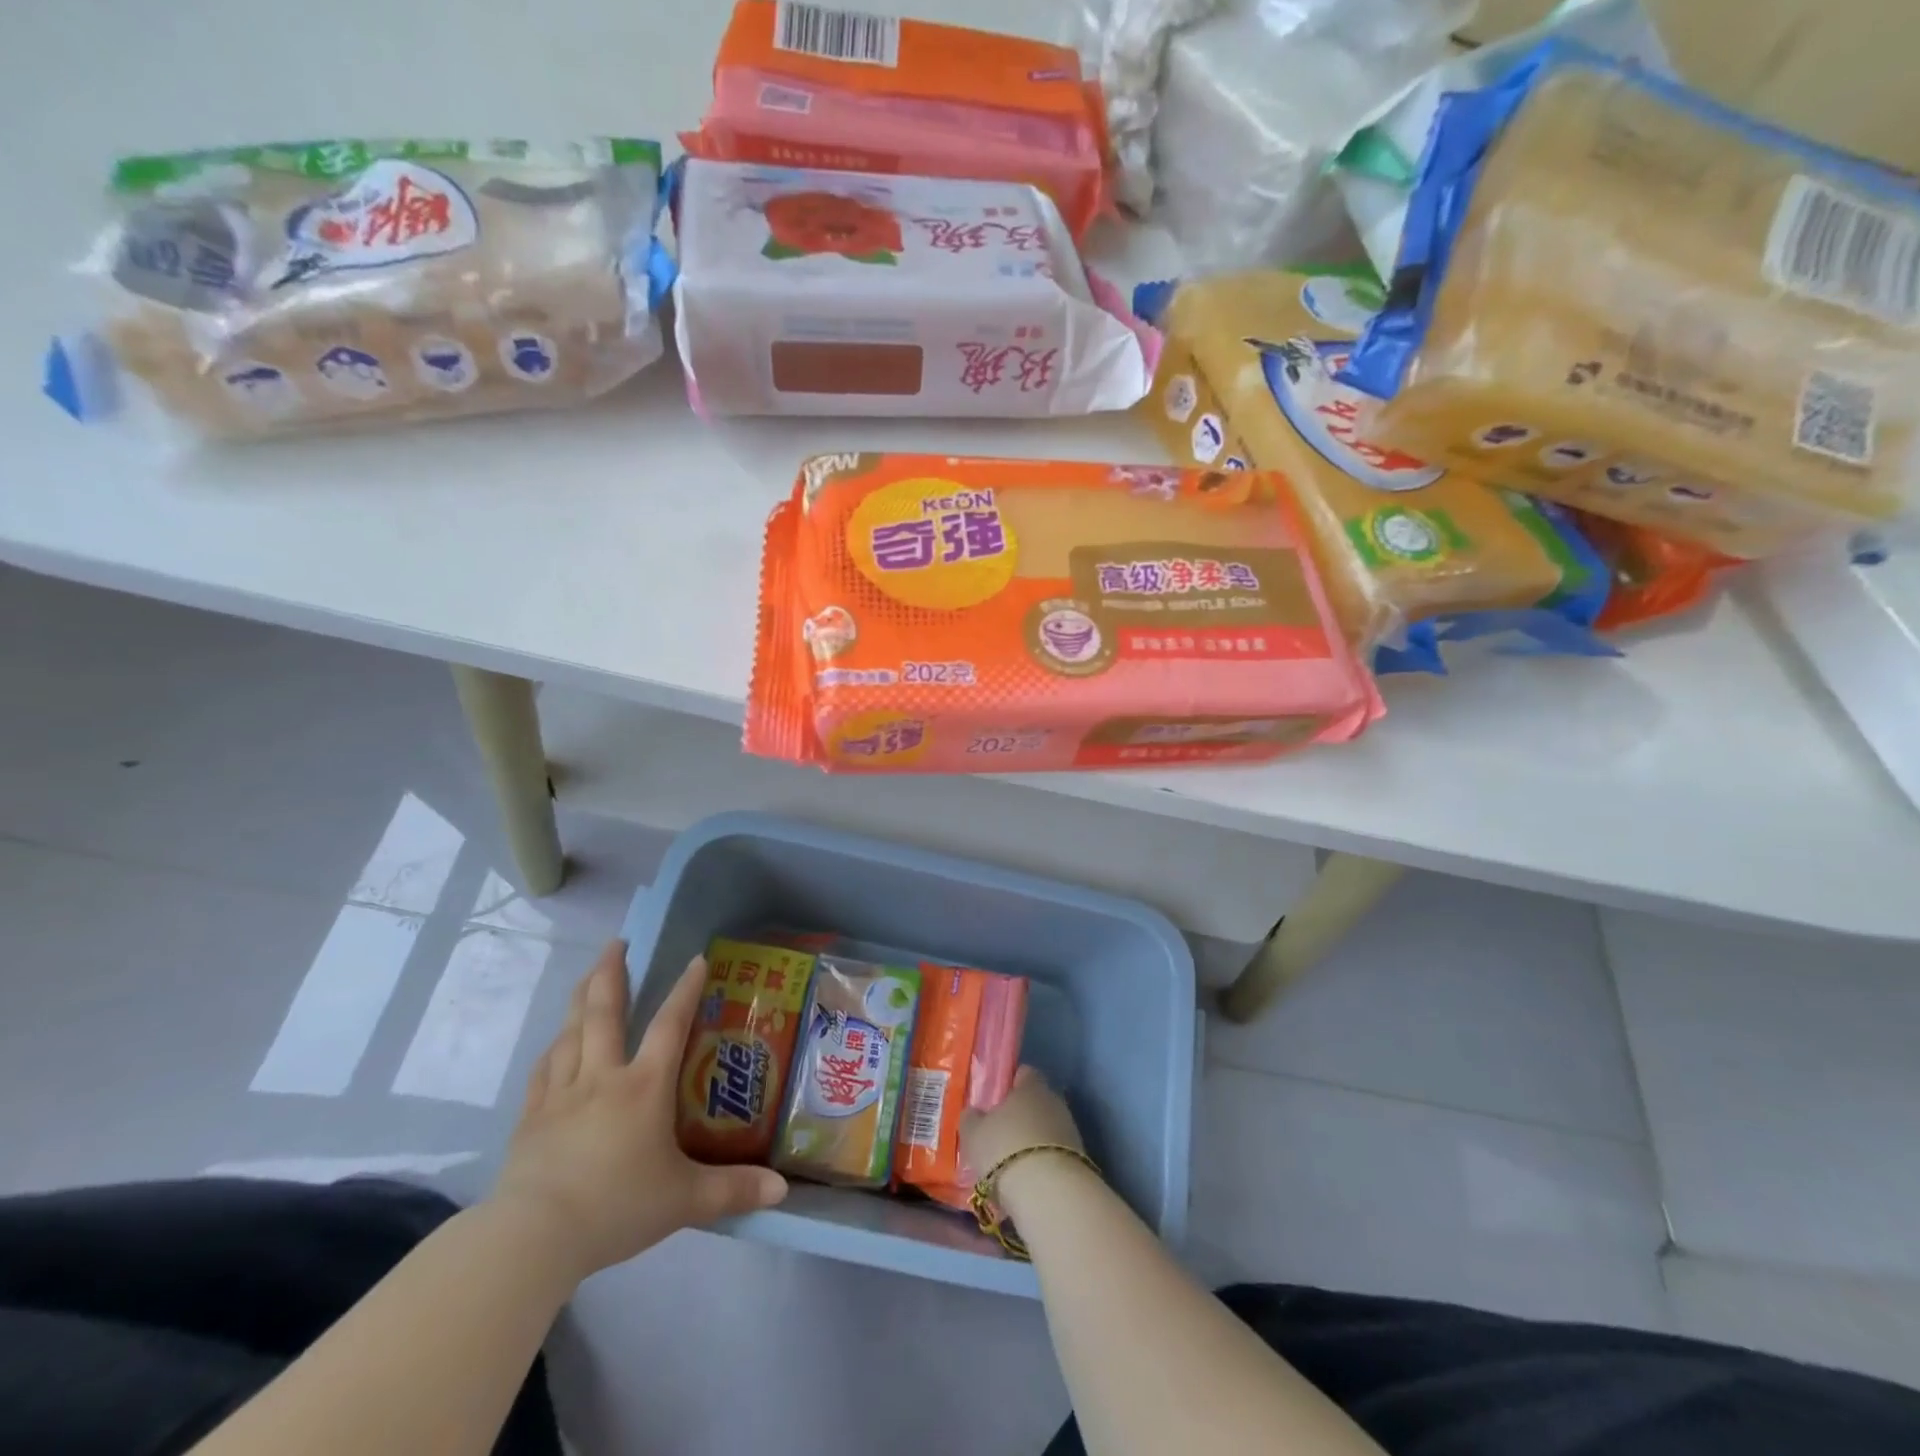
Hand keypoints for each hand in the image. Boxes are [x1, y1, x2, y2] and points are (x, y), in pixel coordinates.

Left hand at [490, 943, 787, 1283]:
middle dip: (611, 973)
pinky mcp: (531, 1119)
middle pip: (604, 1013)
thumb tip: (783, 1192)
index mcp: (644, 1087)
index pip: (671, 1024)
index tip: (696, 959)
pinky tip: (555, 1043)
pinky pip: (542, 1070)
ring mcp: (561, 1095)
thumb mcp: (685, 1201)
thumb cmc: (616, 1208)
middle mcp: (602, 1077)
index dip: (685, 990)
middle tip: (616, 943)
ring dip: (580, 999)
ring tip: (588, 977)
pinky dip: (553, 1048)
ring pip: (570, 1033)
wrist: (533, 1239)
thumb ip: (734, 1191)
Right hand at [959, 1066, 1087, 1210]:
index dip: (1010, 1084)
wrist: (1050, 1193)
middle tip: (1000, 1136)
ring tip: (1012, 1165)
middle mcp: (1054, 1102)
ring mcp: (1071, 1132)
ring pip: (1047, 1131)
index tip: (996, 1101)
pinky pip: (1055, 1156)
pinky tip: (1028, 1182)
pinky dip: (1043, 1165)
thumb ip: (972, 1118)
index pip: (1024, 1073)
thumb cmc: (1005, 1150)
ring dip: (1032, 1143)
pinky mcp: (1080, 1161)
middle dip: (1021, 1117)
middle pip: (1037, 1103)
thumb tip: (974, 1113)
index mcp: (1031, 1087)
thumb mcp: (974, 1134)